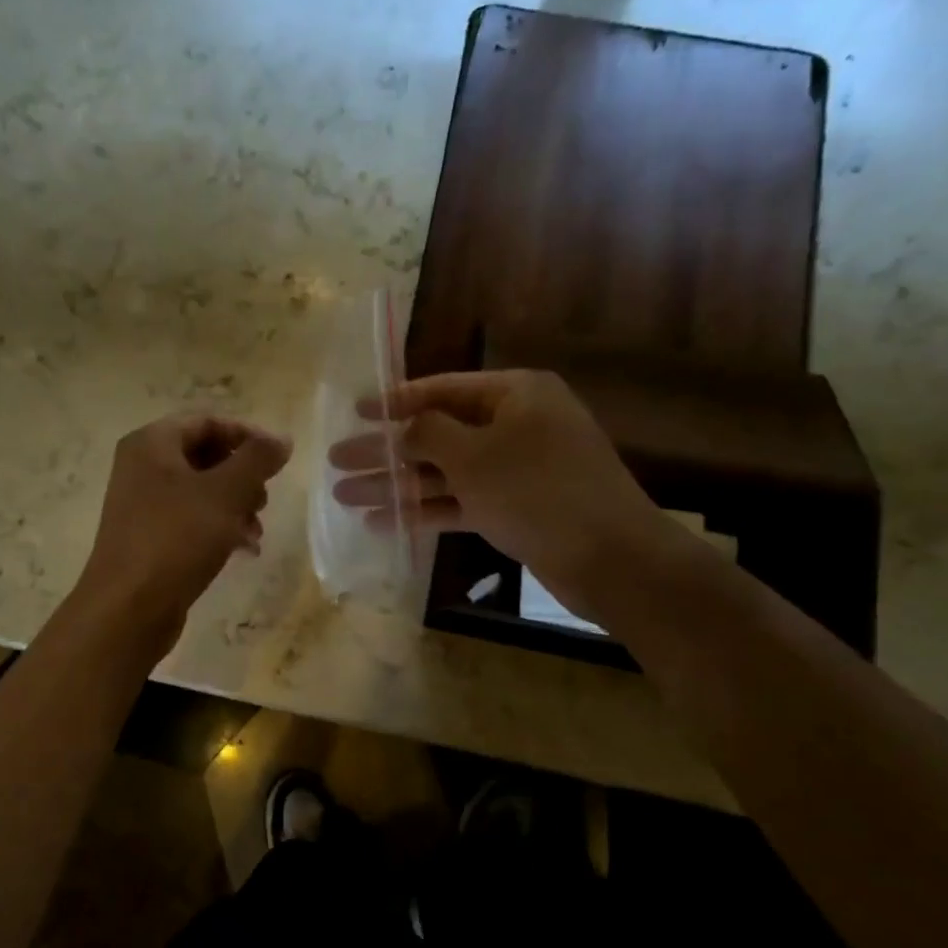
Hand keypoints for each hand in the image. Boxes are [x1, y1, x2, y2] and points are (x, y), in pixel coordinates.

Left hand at [76, 413, 291, 646]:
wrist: (129, 608)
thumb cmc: (177, 538)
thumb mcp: (226, 493)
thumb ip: (257, 459)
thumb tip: (282, 439)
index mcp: (152, 443)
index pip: (208, 421)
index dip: (248, 435)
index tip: (278, 460)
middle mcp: (142, 467)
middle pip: (205, 456)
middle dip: (243, 477)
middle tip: (264, 500)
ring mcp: (142, 504)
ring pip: (202, 491)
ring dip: (236, 506)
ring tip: (256, 531)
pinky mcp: (149, 537)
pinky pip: (191, 519)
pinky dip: (219, 528)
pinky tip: (244, 550)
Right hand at [327, 370, 663, 620]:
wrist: (610, 558)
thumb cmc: (537, 491)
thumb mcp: (474, 455)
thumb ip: (429, 433)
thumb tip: (404, 426)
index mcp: (515, 394)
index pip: (443, 389)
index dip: (395, 401)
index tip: (356, 412)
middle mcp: (516, 425)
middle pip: (438, 434)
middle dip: (387, 451)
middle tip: (337, 461)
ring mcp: (517, 470)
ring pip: (446, 472)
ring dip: (398, 485)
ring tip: (346, 497)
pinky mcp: (516, 508)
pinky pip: (463, 502)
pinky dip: (427, 511)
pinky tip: (383, 524)